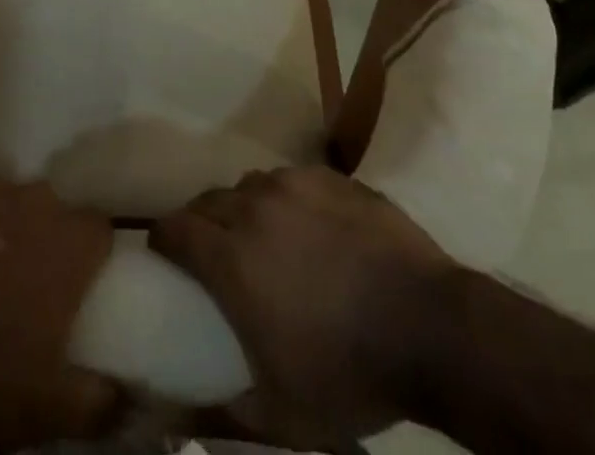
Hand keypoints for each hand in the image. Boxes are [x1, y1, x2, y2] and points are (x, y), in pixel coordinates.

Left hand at [0, 181, 121, 449]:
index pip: (101, 229)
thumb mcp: (45, 409)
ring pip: (14, 201)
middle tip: (39, 285)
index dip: (97, 256)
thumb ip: (99, 401)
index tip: (88, 286)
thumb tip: (126, 394)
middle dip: (54, 240)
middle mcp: (32, 203)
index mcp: (66, 245)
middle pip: (57, 210)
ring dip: (13, 228)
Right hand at [149, 167, 459, 448]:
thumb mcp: (283, 414)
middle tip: (213, 251)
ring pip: (249, 185)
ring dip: (244, 208)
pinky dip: (286, 200)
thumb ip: (225, 411)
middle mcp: (253, 207)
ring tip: (264, 237)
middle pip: (208, 200)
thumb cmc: (349, 372)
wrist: (431, 328)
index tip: (165, 255)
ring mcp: (293, 185)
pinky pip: (291, 179)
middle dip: (201, 222)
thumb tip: (175, 417)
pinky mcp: (329, 177)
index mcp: (231, 257)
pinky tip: (308, 227)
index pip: (174, 228)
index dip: (163, 240)